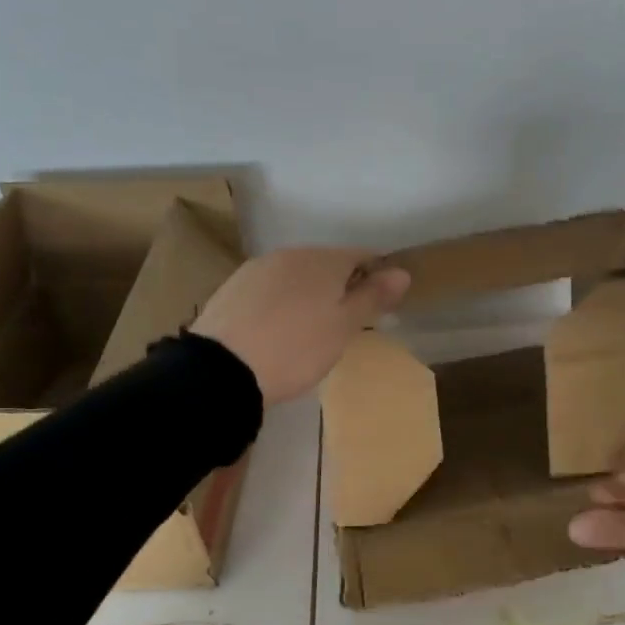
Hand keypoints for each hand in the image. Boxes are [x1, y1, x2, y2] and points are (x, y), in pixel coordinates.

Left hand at [191, 248, 409, 405]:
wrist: (222, 369)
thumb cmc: (296, 349)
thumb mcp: (344, 327)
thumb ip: (373, 296)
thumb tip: (402, 271)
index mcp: (323, 260)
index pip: (362, 255)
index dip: (376, 276)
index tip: (380, 305)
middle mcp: (290, 254)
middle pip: (327, 264)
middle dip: (341, 286)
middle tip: (346, 324)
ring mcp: (257, 269)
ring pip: (296, 276)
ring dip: (310, 294)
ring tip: (310, 330)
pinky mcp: (232, 288)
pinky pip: (270, 290)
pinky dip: (281, 304)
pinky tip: (277, 330)